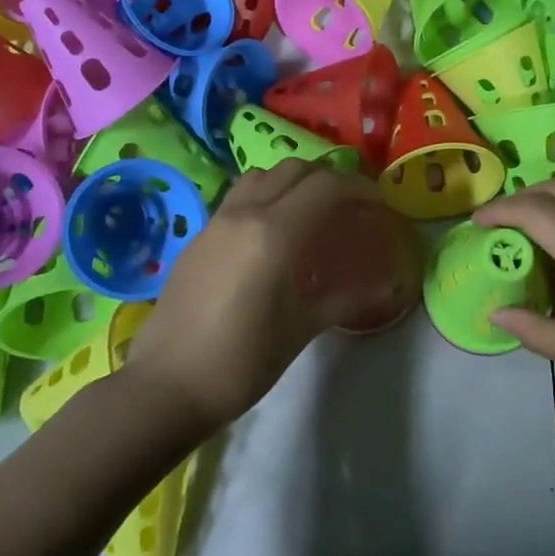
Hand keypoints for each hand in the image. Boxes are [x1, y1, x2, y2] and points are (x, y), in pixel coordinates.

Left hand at [123, 160, 397, 432]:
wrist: (166, 386)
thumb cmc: (242, 361)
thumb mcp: (301, 329)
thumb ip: (345, 298)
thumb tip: (387, 285)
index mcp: (274, 233)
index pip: (326, 187)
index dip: (359, 189)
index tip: (378, 205)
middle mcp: (244, 214)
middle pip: (294, 170)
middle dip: (329, 180)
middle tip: (349, 207)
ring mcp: (216, 222)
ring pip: (262, 176)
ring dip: (293, 182)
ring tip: (311, 213)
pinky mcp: (198, 236)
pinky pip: (239, 197)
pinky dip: (266, 197)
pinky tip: (273, 235)